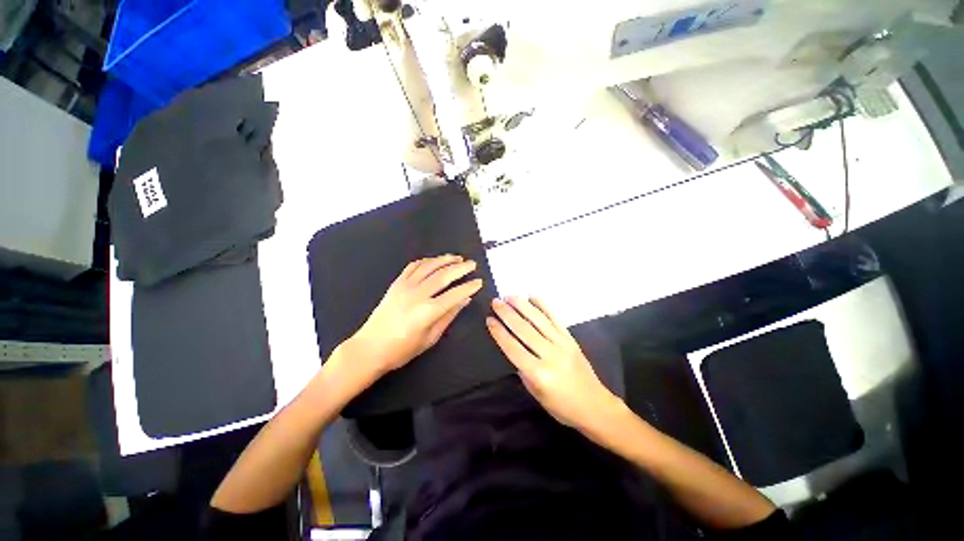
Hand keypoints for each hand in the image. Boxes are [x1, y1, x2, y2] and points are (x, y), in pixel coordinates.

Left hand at [347, 255, 482, 374]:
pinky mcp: (396, 284)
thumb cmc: (402, 349)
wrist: (370, 348)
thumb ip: (449, 316)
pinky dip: (426, 261)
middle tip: (472, 264)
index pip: (455, 294)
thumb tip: (465, 300)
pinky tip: (434, 261)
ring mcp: (405, 286)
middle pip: (443, 275)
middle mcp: (417, 294)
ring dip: (445, 260)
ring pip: (429, 266)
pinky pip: (413, 266)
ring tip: (457, 257)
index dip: (469, 286)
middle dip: (461, 268)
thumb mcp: (430, 338)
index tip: (479, 281)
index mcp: (428, 311)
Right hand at [486, 297, 622, 431]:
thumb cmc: (561, 406)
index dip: (499, 333)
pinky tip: (533, 297)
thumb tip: (514, 348)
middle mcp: (550, 355)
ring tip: (509, 296)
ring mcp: (562, 344)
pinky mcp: (571, 338)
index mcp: (539, 373)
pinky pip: (555, 318)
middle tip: (496, 301)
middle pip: (524, 330)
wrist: (595, 406)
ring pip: (539, 320)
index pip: (513, 348)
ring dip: (522, 306)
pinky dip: (543, 306)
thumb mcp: (536, 394)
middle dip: (507, 314)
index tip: (489, 319)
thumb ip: (523, 370)